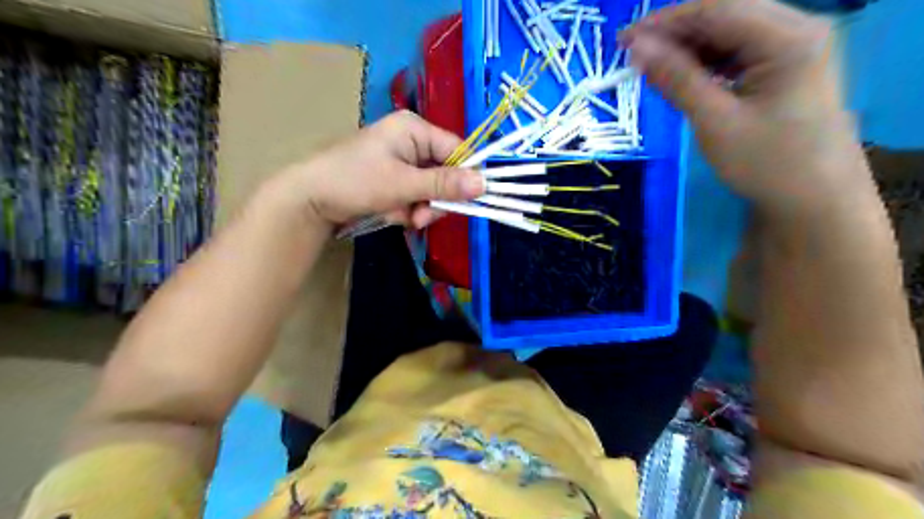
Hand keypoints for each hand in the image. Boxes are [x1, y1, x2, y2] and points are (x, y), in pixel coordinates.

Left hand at [278, 109, 485, 226]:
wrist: (310, 200)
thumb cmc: (355, 181)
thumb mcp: (403, 183)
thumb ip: (444, 184)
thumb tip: (485, 183)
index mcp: (414, 129)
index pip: (457, 150)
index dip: (466, 175)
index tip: (472, 200)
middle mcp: (412, 142)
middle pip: (446, 173)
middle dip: (436, 199)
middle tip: (422, 215)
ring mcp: (402, 163)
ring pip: (432, 190)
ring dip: (422, 208)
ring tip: (405, 218)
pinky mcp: (394, 181)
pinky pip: (416, 197)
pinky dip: (409, 210)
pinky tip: (394, 216)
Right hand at [625, 0, 870, 213]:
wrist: (813, 201)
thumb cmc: (766, 163)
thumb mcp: (715, 121)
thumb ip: (677, 79)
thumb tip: (638, 48)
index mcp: (788, 36)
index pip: (716, 9)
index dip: (665, 21)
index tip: (623, 41)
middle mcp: (797, 29)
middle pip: (725, 15)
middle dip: (675, 33)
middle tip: (632, 56)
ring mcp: (794, 48)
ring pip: (729, 34)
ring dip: (688, 49)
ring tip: (651, 69)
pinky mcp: (785, 69)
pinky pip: (737, 54)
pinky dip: (706, 63)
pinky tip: (682, 78)